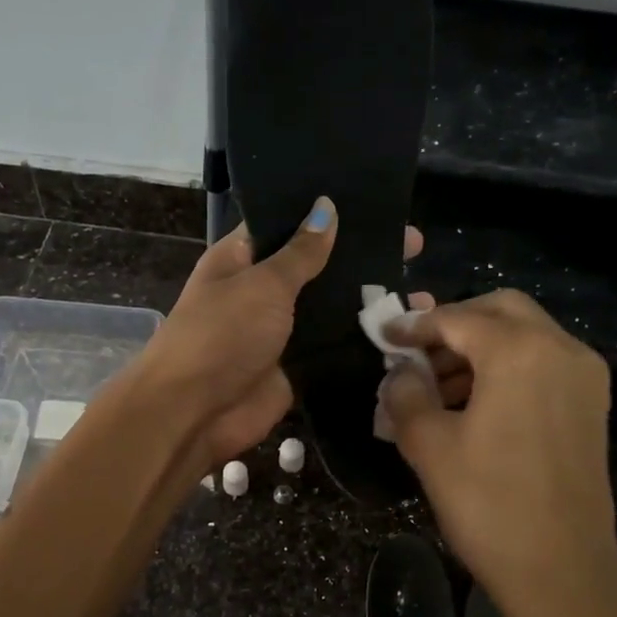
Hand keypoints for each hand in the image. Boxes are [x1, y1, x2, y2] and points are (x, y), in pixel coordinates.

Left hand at [136, 201, 431, 468]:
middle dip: (360, 258)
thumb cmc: (222, 335)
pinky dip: (364, 342)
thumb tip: (326, 208)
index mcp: (242, 259)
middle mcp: (263, 291)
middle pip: (318, 267)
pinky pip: (335, 349)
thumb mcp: (262, 284)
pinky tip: (406, 333)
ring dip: (370, 303)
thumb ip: (301, 252)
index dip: (327, 213)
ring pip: (332, 310)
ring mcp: (281, 331)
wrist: (194, 413)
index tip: (374, 203)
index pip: (288, 224)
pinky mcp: (297, 366)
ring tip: (422, 293)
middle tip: (413, 244)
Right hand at [378, 291, 616, 616]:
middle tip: (416, 350)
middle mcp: (561, 349)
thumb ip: (405, 393)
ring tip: (435, 384)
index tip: (385, 335)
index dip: (415, 325)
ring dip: (479, 346)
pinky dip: (506, 365)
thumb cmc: (488, 504)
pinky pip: (542, 361)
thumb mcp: (428, 445)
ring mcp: (583, 375)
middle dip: (454, 323)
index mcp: (519, 352)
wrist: (562, 570)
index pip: (458, 319)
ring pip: (524, 335)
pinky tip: (472, 400)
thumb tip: (400, 372)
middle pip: (500, 310)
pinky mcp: (591, 403)